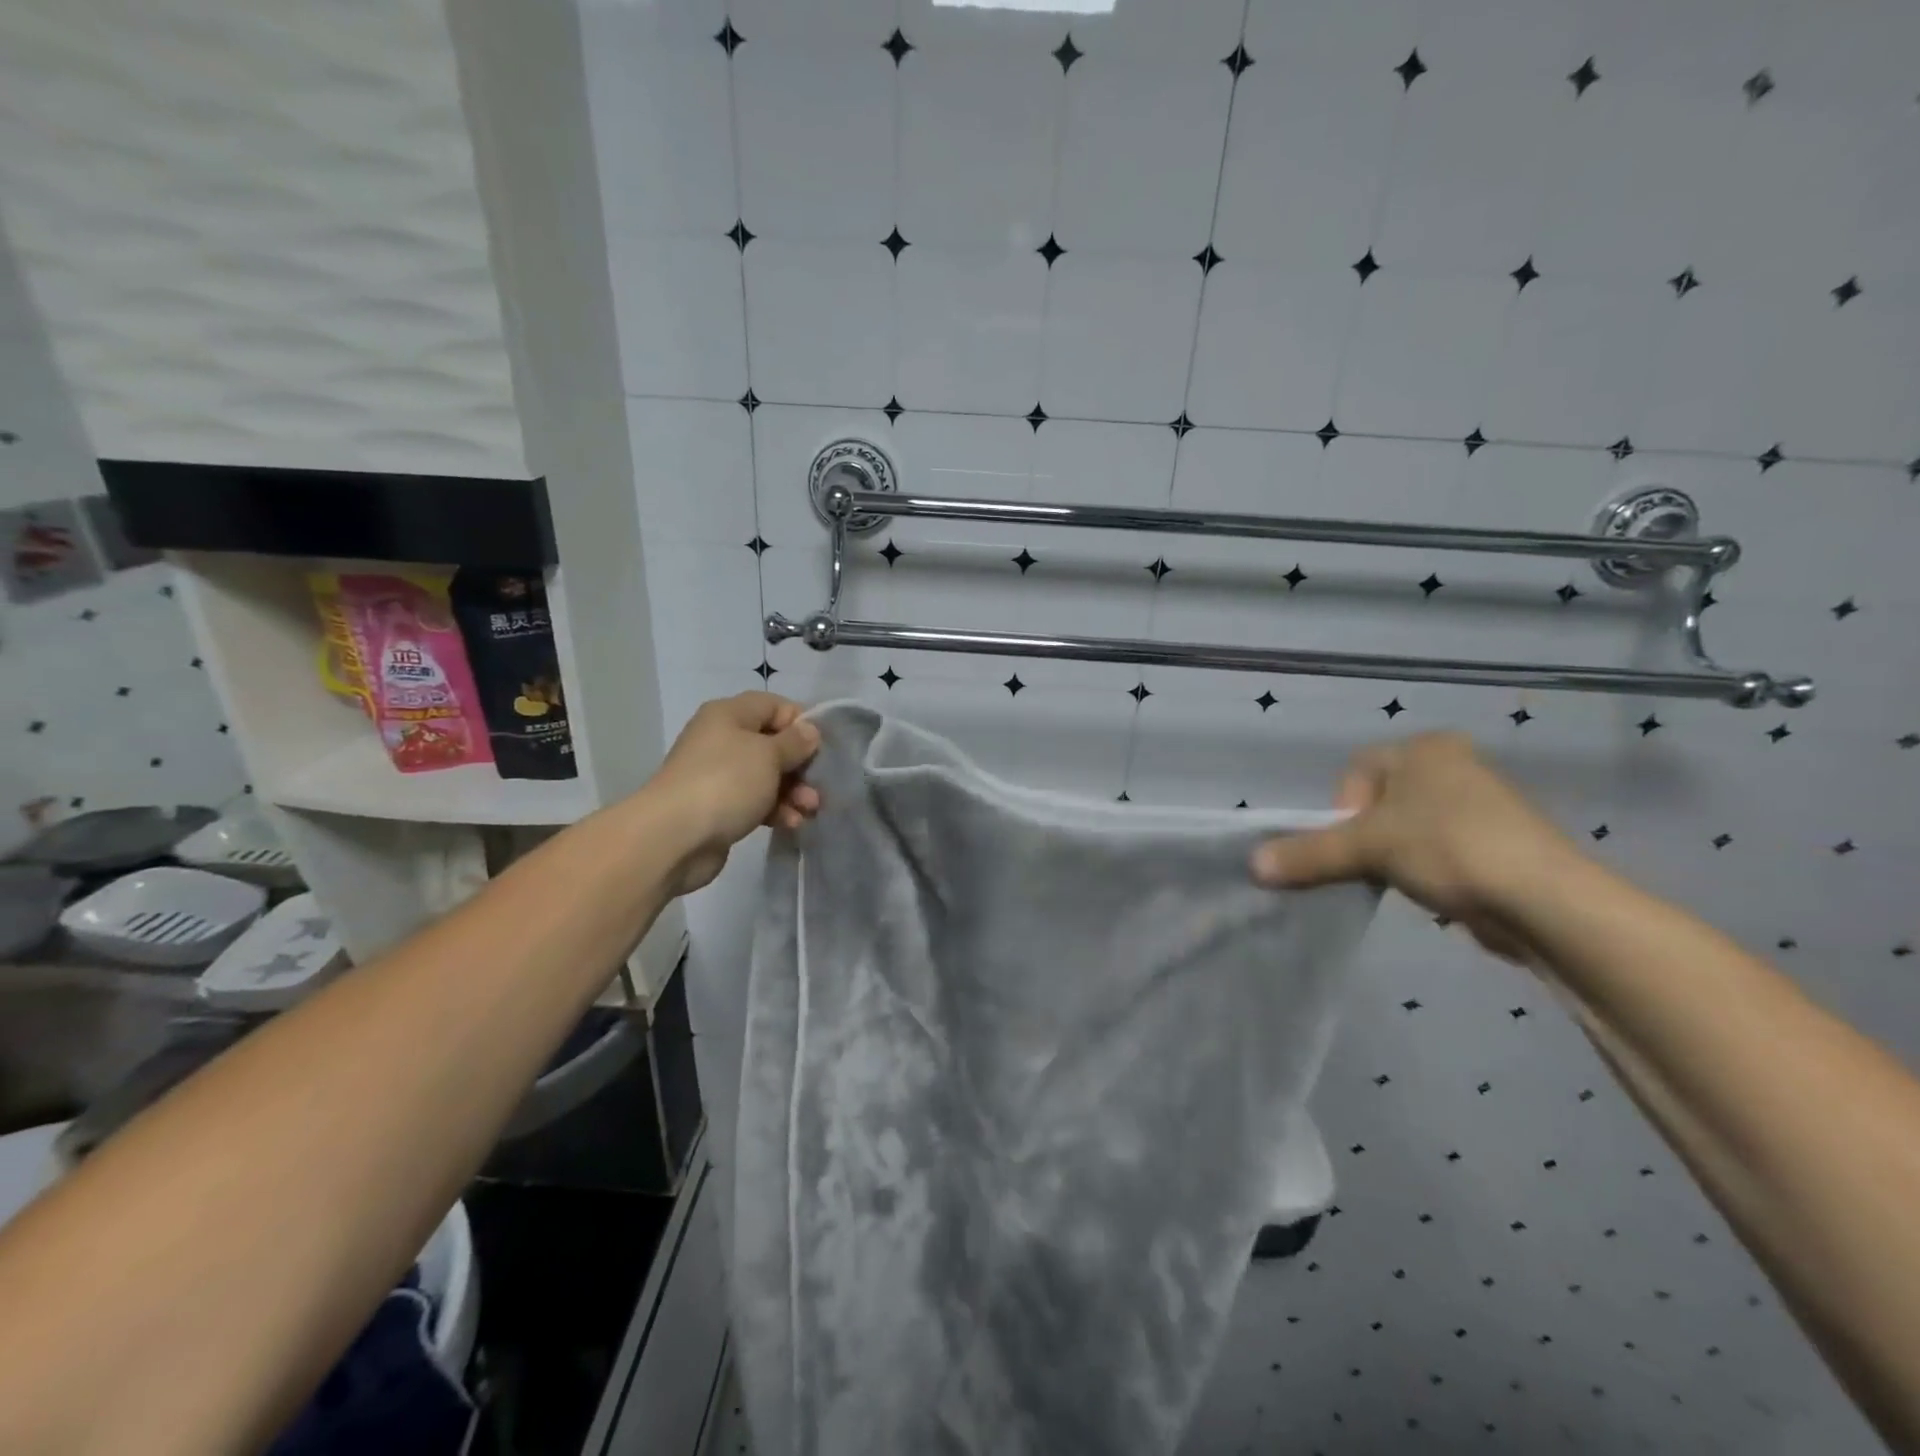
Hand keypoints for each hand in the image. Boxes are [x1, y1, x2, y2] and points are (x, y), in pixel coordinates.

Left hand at [649, 693, 821, 894]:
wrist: (673, 837)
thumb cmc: (726, 782)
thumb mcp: (768, 754)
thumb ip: (795, 742)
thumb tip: (809, 731)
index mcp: (729, 715)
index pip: (774, 706)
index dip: (801, 723)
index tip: (822, 747)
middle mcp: (721, 740)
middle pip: (772, 744)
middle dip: (800, 765)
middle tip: (819, 784)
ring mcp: (718, 775)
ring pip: (767, 776)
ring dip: (793, 791)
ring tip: (809, 809)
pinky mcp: (719, 808)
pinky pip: (756, 802)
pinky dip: (775, 810)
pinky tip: (791, 824)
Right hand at [1249, 732, 1581, 961]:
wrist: (1545, 900)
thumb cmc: (1448, 848)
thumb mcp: (1366, 849)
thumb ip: (1307, 854)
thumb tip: (1252, 866)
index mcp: (1425, 748)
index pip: (1356, 773)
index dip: (1342, 811)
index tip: (1353, 845)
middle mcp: (1454, 765)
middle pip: (1380, 803)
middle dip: (1367, 838)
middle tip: (1373, 867)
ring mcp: (1482, 804)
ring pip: (1409, 829)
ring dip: (1396, 857)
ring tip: (1408, 883)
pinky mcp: (1500, 843)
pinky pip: (1441, 851)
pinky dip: (1429, 871)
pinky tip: (1437, 893)